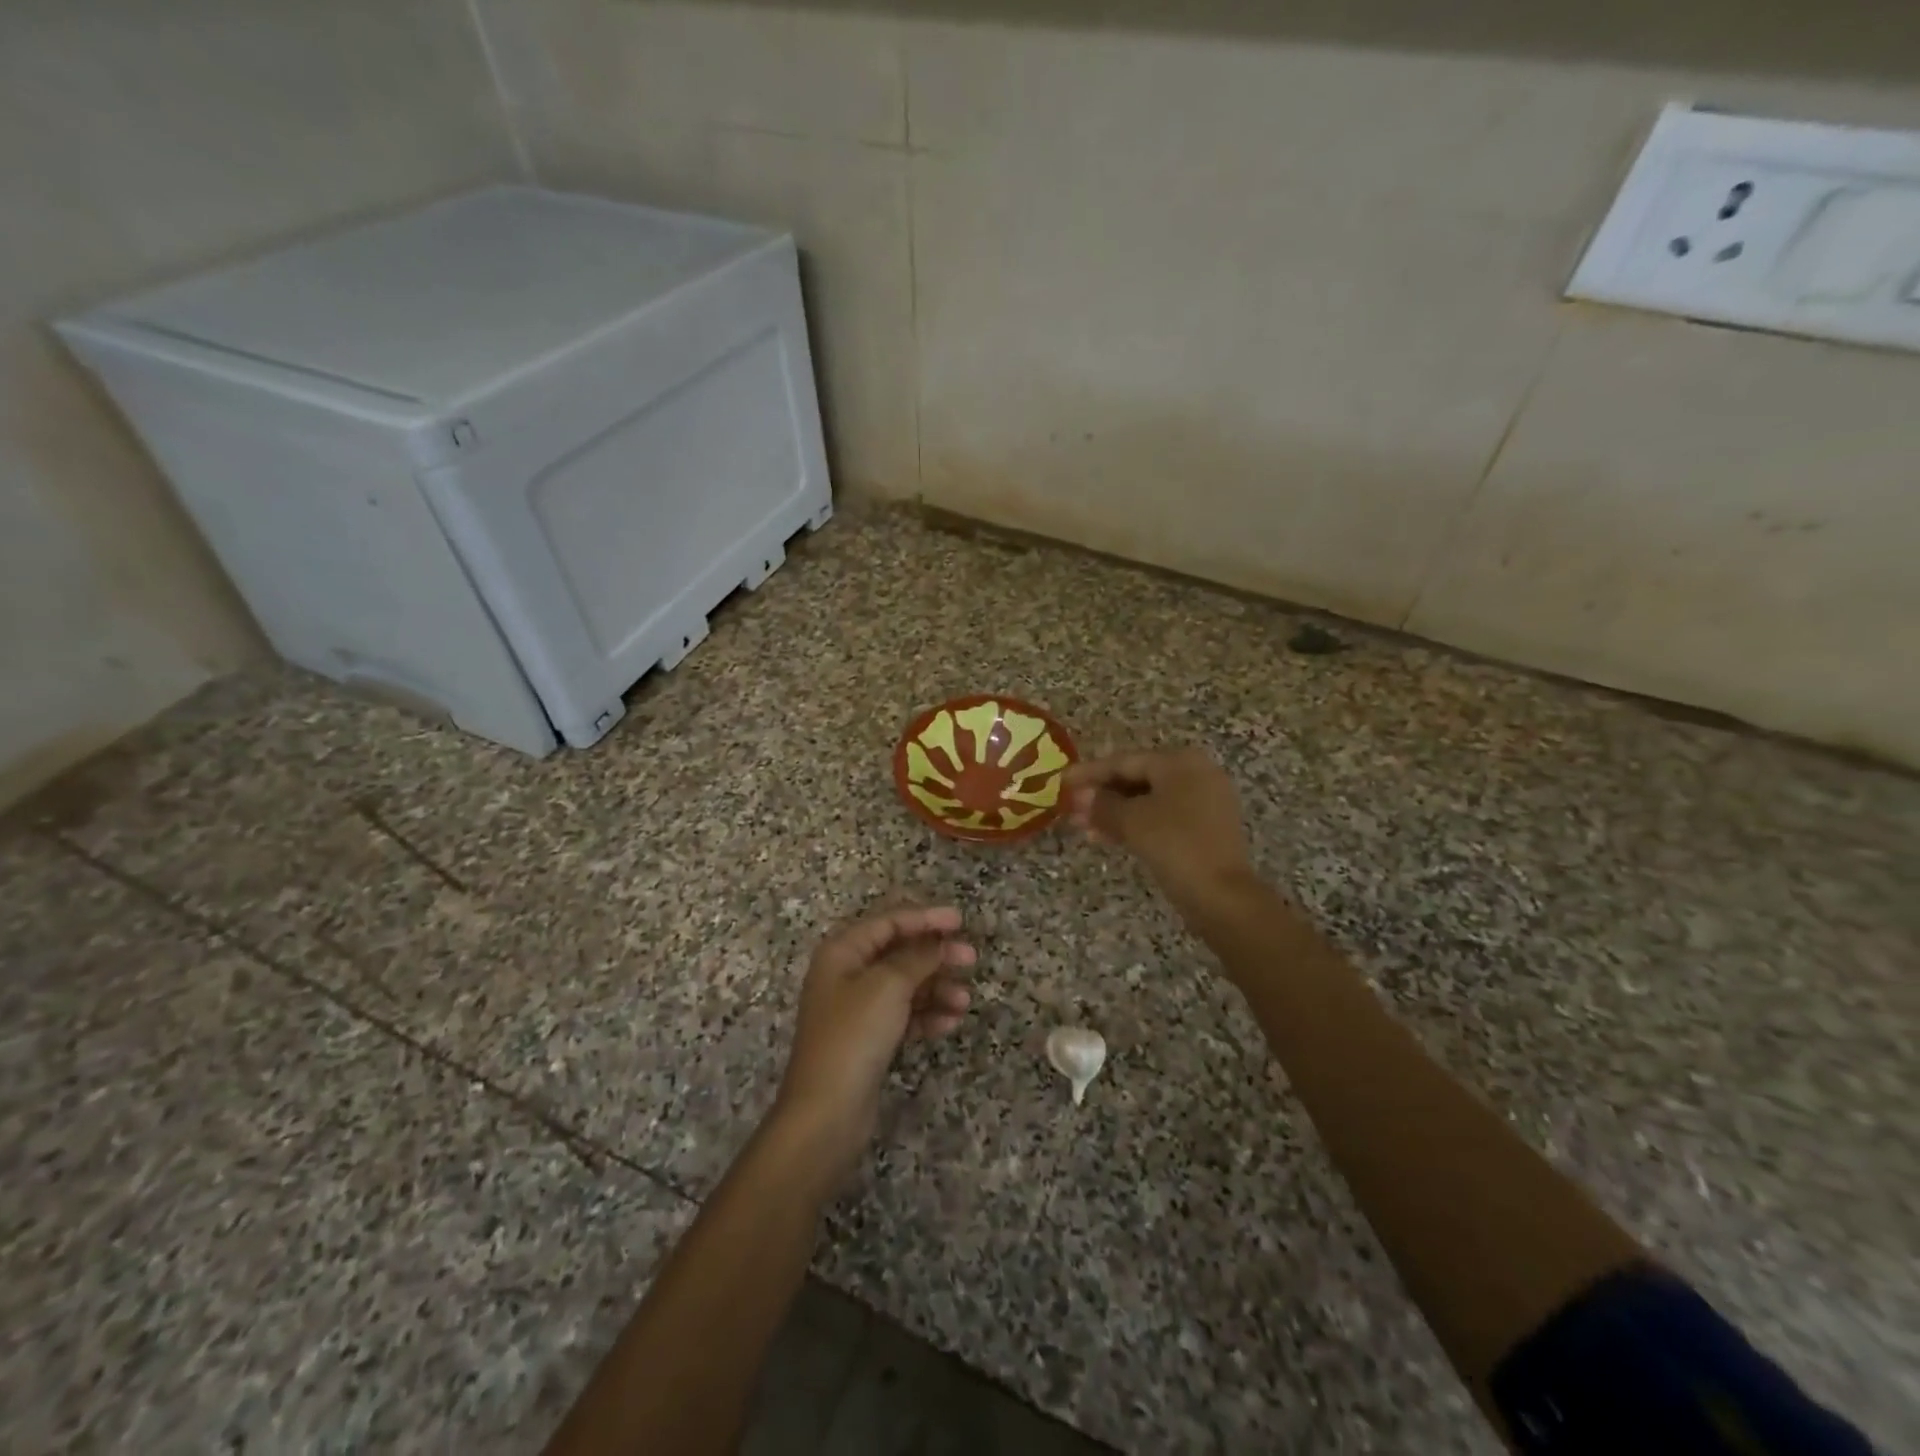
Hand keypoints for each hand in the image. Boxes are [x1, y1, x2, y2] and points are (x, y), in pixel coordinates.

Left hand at [775, 906, 975, 1174]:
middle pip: (898, 952)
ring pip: (905, 985)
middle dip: (935, 955)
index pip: (888, 921)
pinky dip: (926, 1015)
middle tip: (971, 958)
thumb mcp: (888, 986)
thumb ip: (917, 957)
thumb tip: (939, 942)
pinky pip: (903, 1015)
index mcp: (843, 951)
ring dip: (936, 988)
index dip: (925, 917)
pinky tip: (950, 1023)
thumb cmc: (854, 1036)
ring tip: (965, 1002)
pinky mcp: (868, 1039)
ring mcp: (857, 1008)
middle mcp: (846, 974)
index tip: (960, 921)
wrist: (826, 1112)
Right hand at [1063, 748, 1258, 913]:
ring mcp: (1205, 802)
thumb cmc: (1175, 845)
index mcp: (1180, 762)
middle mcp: (1196, 774)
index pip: (1124, 761)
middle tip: (1070, 808)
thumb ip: (1102, 804)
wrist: (1222, 895)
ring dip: (1115, 812)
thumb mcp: (1131, 821)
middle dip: (1101, 795)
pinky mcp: (1206, 829)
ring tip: (1083, 827)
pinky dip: (1136, 824)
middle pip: (1137, 778)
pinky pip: (1163, 817)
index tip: (1061, 782)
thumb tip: (1079, 796)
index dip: (1089, 773)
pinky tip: (1110, 837)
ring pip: (1148, 800)